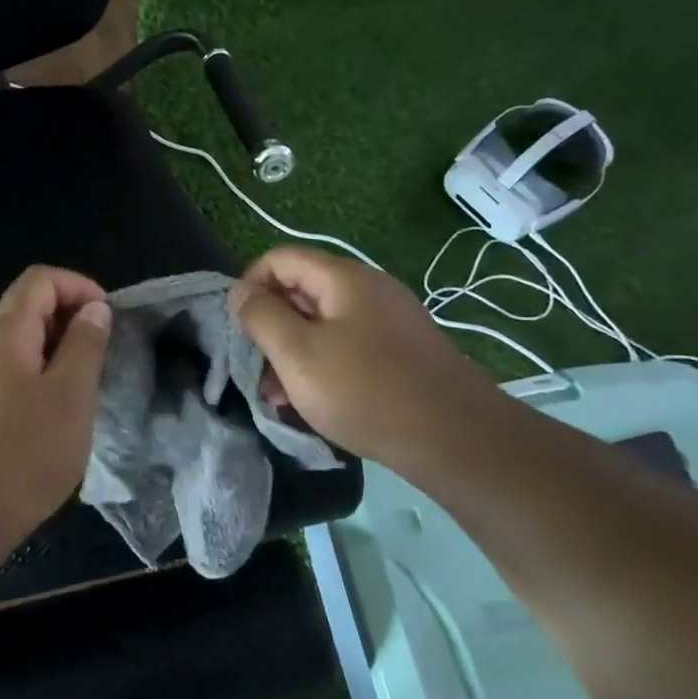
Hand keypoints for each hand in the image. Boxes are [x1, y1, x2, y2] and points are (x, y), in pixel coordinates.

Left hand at [0, 266, 112, 547]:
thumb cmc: (23, 453)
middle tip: (104, 355)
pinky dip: (42, 378)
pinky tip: (59, 415)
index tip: (108, 319)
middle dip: (72, 319)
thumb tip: (94, 309)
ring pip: (22, 344)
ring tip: (88, 386)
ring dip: (59, 352)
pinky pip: (13, 375)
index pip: (40, 279)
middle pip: (28, 307)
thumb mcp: (70, 395)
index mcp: (4, 334)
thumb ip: (85, 345)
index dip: (79, 286)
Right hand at [227, 246, 498, 469]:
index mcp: (343, 279)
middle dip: (271, 327)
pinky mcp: (401, 353)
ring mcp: (389, 321)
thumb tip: (239, 291)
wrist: (458, 439)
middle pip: (302, 291)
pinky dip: (323, 366)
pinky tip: (314, 404)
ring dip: (294, 354)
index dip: (250, 286)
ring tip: (278, 398)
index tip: (239, 329)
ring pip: (323, 324)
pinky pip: (348, 347)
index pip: (280, 259)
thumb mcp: (298, 354)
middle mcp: (369, 290)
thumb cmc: (366, 391)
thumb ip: (261, 316)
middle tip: (256, 371)